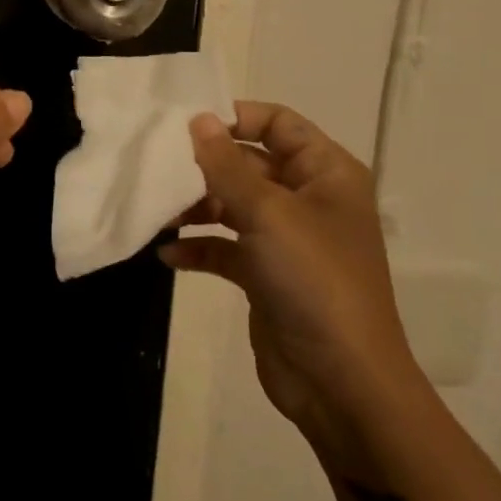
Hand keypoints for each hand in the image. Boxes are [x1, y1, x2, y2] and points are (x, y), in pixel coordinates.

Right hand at [159, 104, 418, 444]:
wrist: (341, 384)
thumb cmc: (313, 280)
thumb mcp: (267, 213)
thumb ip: (226, 164)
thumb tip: (198, 119)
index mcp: (325, 173)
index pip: (278, 123)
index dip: (236, 116)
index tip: (187, 124)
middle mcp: (307, 199)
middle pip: (249, 162)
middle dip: (206, 165)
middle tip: (159, 166)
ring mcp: (286, 239)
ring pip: (233, 204)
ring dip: (196, 206)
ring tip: (159, 212)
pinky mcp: (266, 275)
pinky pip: (226, 247)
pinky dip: (200, 246)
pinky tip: (168, 255)